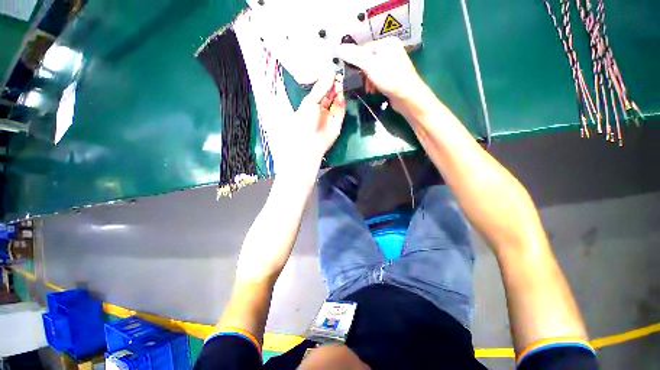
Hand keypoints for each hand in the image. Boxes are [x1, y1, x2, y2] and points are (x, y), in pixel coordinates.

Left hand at [267, 72, 345, 176]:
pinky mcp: (337, 123)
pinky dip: (341, 103)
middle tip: (338, 73)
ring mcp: (329, 117)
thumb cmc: (303, 122)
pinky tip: (341, 94)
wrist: (308, 144)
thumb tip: (330, 74)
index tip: (331, 70)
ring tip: (340, 81)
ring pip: (336, 102)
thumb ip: (320, 89)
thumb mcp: (309, 103)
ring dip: (338, 92)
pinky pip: (340, 111)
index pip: (320, 90)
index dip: (325, 81)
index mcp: (310, 104)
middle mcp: (320, 110)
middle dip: (333, 85)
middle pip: (329, 95)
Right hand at [337, 37, 425, 112]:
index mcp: (387, 43)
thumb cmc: (390, 78)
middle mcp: (391, 50)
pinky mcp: (393, 76)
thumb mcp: (370, 66)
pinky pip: (378, 77)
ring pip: (372, 70)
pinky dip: (374, 84)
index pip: (364, 49)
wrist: (408, 97)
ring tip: (368, 89)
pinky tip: (373, 91)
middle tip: (361, 84)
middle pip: (368, 60)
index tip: (352, 74)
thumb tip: (338, 48)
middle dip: (362, 74)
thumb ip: (354, 57)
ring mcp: (393, 64)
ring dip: (367, 81)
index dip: (356, 62)